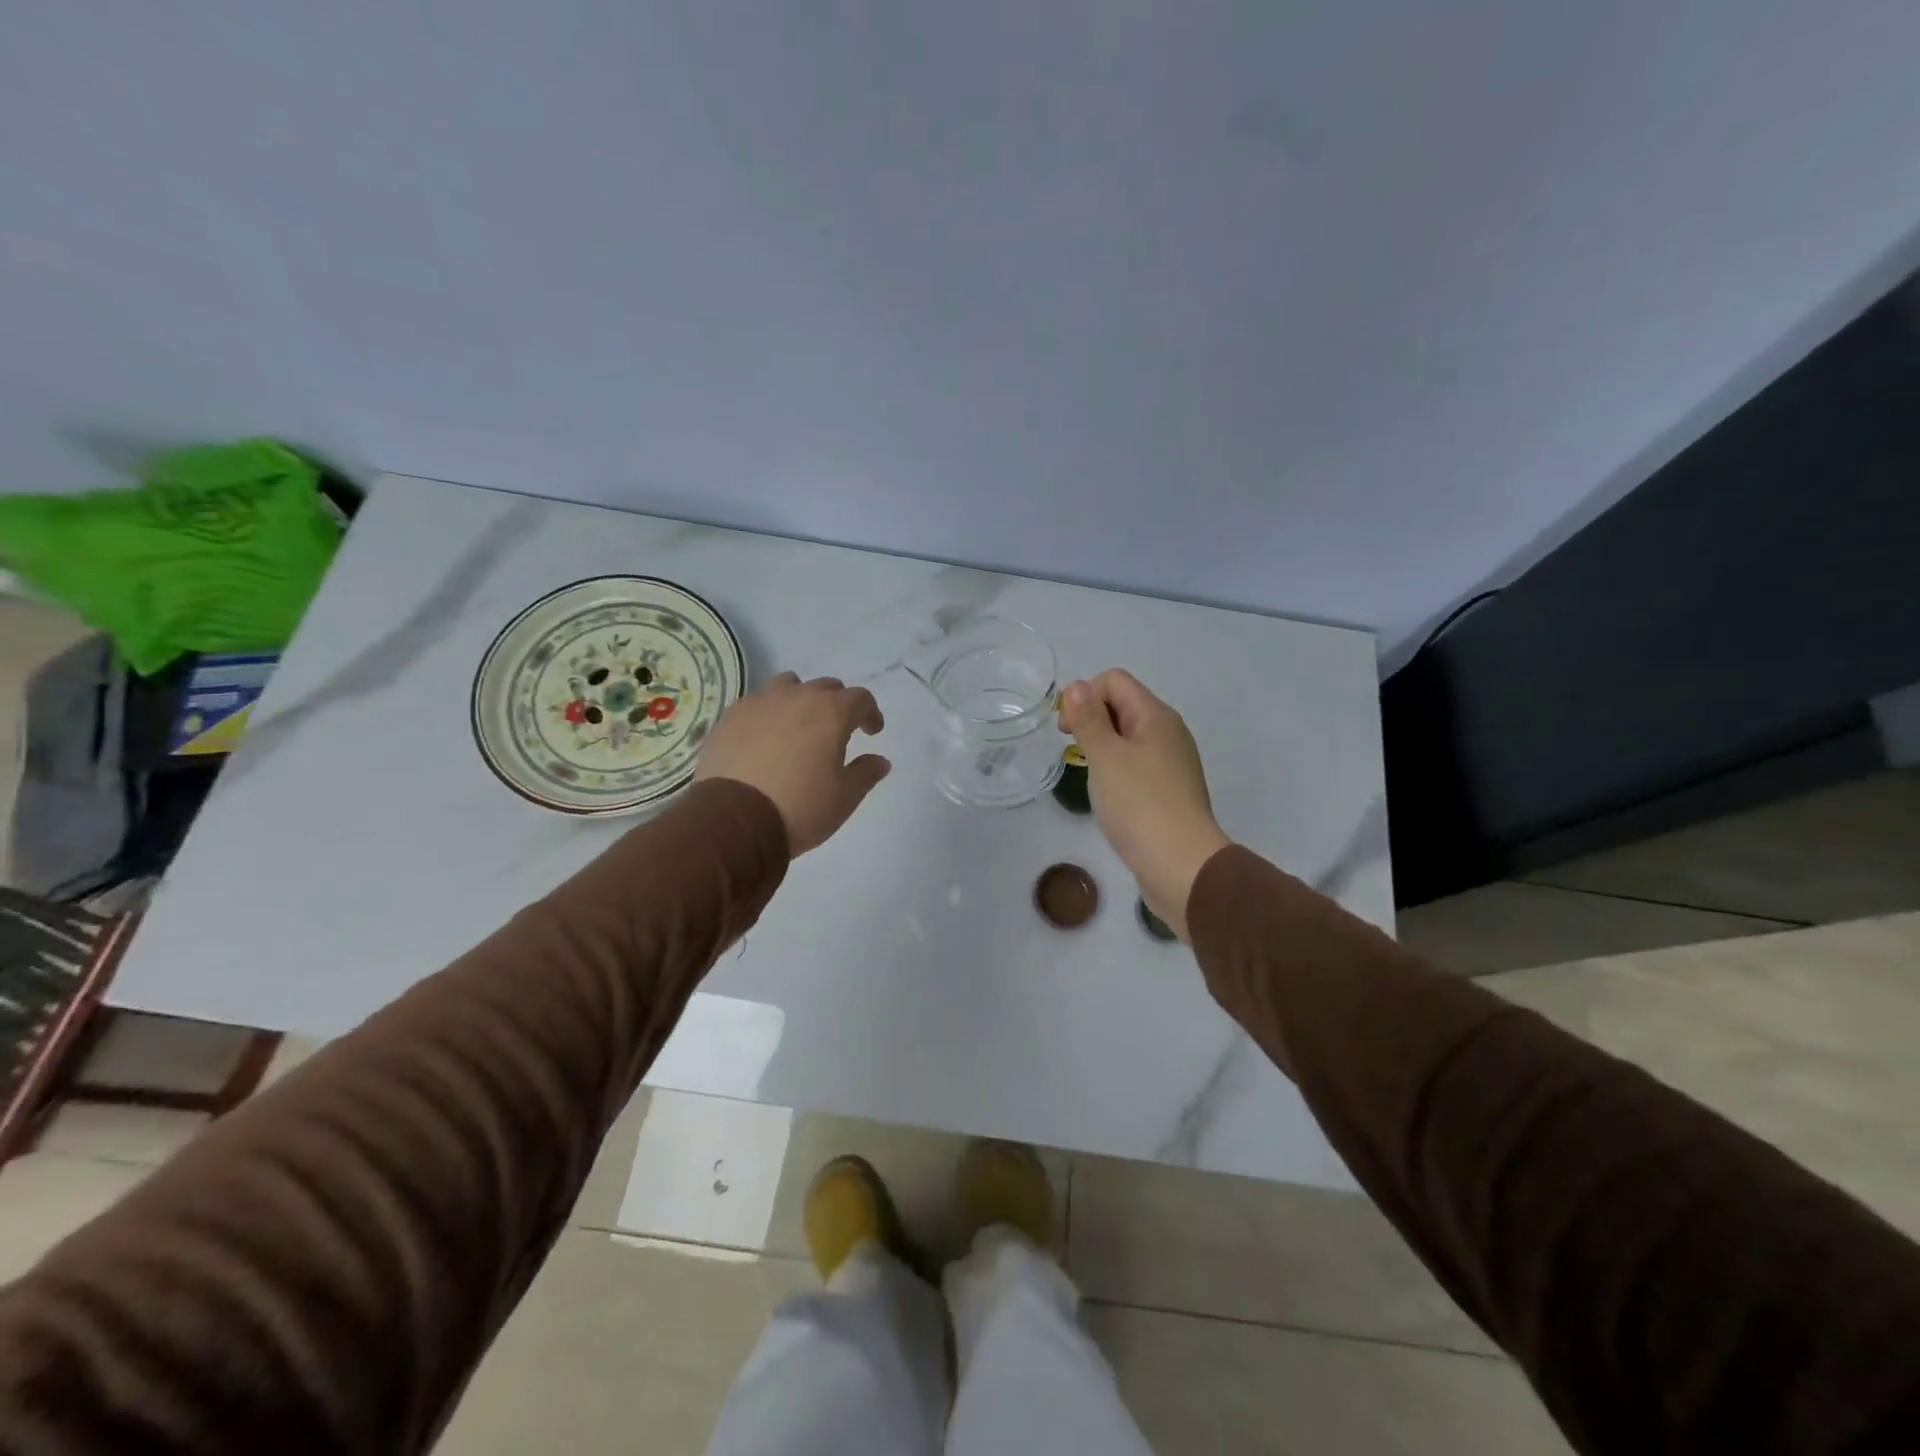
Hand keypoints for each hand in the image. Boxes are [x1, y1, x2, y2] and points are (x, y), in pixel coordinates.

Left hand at [694, 673, 890, 855]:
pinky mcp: (730, 716)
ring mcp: (760, 703)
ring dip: (801, 698)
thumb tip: (880, 760)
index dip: (870, 713)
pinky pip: (757, 702)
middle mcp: (797, 697)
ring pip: (788, 685)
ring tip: (799, 724)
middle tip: (837, 729)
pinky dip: (769, 712)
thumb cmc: (800, 807)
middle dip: (837, 704)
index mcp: (831, 712)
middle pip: (825, 686)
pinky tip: (765, 736)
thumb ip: (866, 773)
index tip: (871, 732)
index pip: (860, 698)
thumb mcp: (845, 797)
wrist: (734, 820)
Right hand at [1057, 670, 1230, 941]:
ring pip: (1128, 738)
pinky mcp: (1169, 791)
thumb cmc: (1139, 805)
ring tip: (1091, 777)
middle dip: (1091, 720)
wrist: (1181, 865)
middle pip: (1122, 705)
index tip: (1067, 731)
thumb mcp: (1106, 756)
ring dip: (1103, 748)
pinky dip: (1117, 771)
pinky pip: (1137, 765)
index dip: (1084, 696)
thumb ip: (1089, 719)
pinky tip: (1110, 797)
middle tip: (1074, 753)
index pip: (1114, 680)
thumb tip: (1077, 686)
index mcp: (1156, 716)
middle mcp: (1168, 732)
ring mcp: (1172, 763)